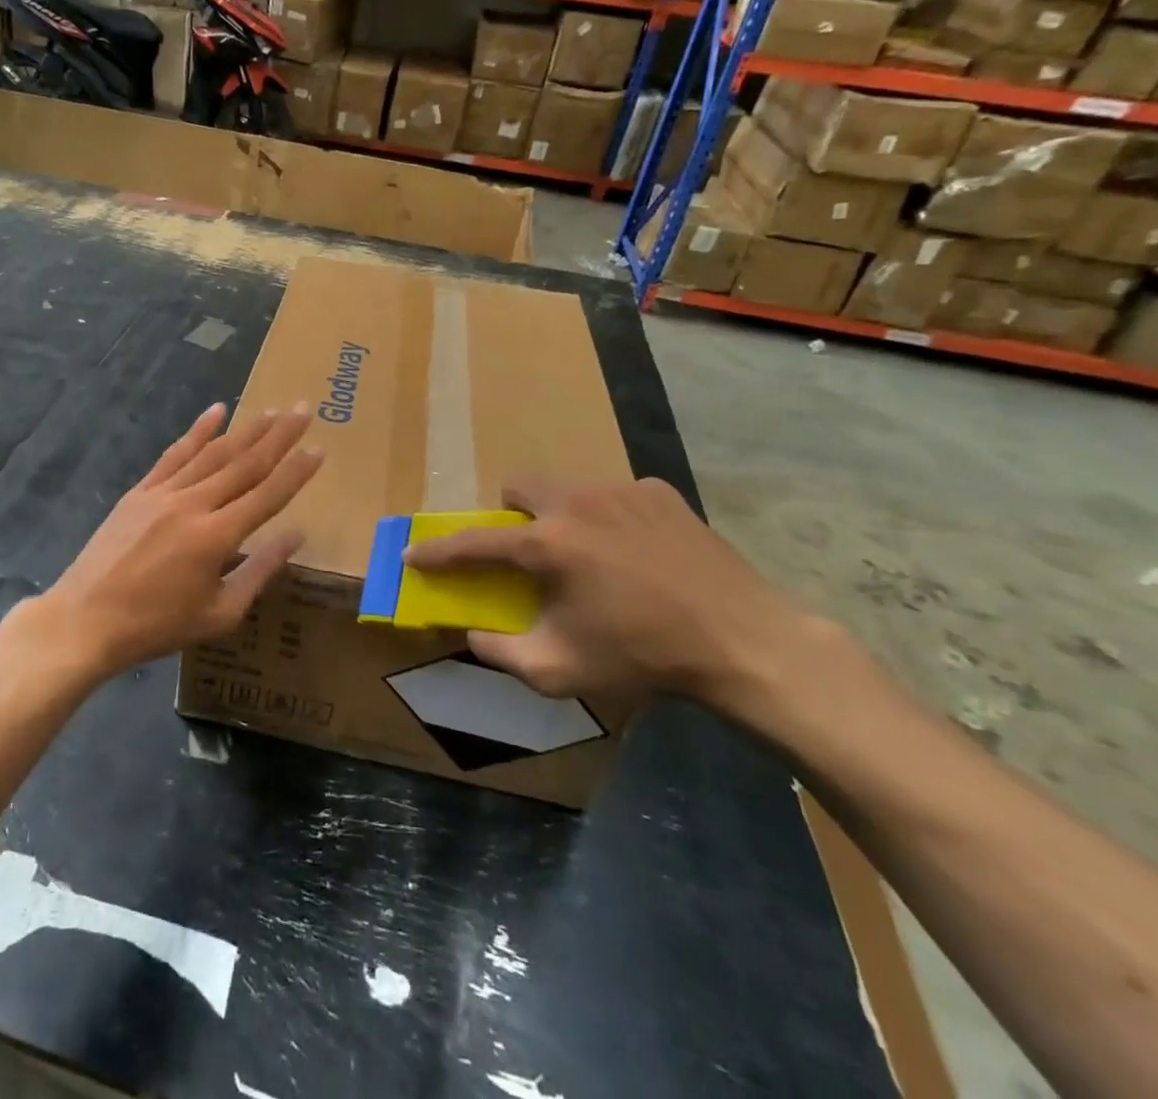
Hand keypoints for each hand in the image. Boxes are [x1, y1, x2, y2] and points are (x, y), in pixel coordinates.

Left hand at [24, 403, 322, 679]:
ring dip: (246, 429)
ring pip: (213, 453)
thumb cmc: (157, 625)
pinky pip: (174, 454)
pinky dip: (197, 431)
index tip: (319, 448)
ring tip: (272, 410)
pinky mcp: (141, 491)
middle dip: (278, 436)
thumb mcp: (219, 614)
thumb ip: (259, 570)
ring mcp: (164, 492)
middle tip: (304, 410)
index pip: (267, 495)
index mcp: (217, 536)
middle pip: (244, 463)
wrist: (86, 619)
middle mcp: (194, 504)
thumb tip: (296, 535)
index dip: (296, 471)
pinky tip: (216, 411)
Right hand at [403, 476, 815, 708]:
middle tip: (529, 551)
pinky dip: (610, 518)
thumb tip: (472, 634)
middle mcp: (576, 503)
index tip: (414, 554)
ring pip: (566, 486)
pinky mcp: (660, 493)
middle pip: (518, 485)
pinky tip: (638, 553)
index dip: (437, 552)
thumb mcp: (560, 671)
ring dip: (559, 513)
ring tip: (590, 554)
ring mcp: (621, 491)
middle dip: (510, 514)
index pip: (473, 543)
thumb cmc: (643, 658)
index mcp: (547, 545)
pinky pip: (615, 494)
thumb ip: (501, 652)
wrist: (744, 642)